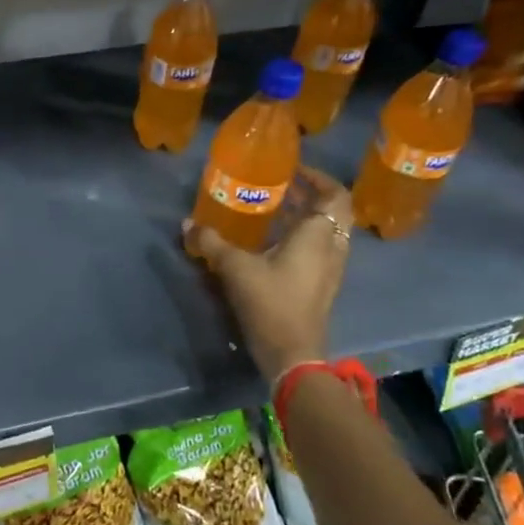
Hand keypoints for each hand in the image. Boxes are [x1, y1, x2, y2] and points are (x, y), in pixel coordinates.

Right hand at [184, 163, 352, 379]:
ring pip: (328, 232)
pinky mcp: (322, 286)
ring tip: (277, 209)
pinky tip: (274, 242)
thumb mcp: (235, 268)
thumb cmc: (270, 302)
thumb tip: (188, 224)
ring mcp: (330, 269)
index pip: (335, 195)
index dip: (318, 178)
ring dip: (308, 217)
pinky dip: (304, 237)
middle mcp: (332, 248)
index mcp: (318, 235)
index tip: (293, 170)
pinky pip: (320, 250)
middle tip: (282, 186)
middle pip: (334, 211)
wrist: (292, 354)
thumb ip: (212, 242)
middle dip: (311, 195)